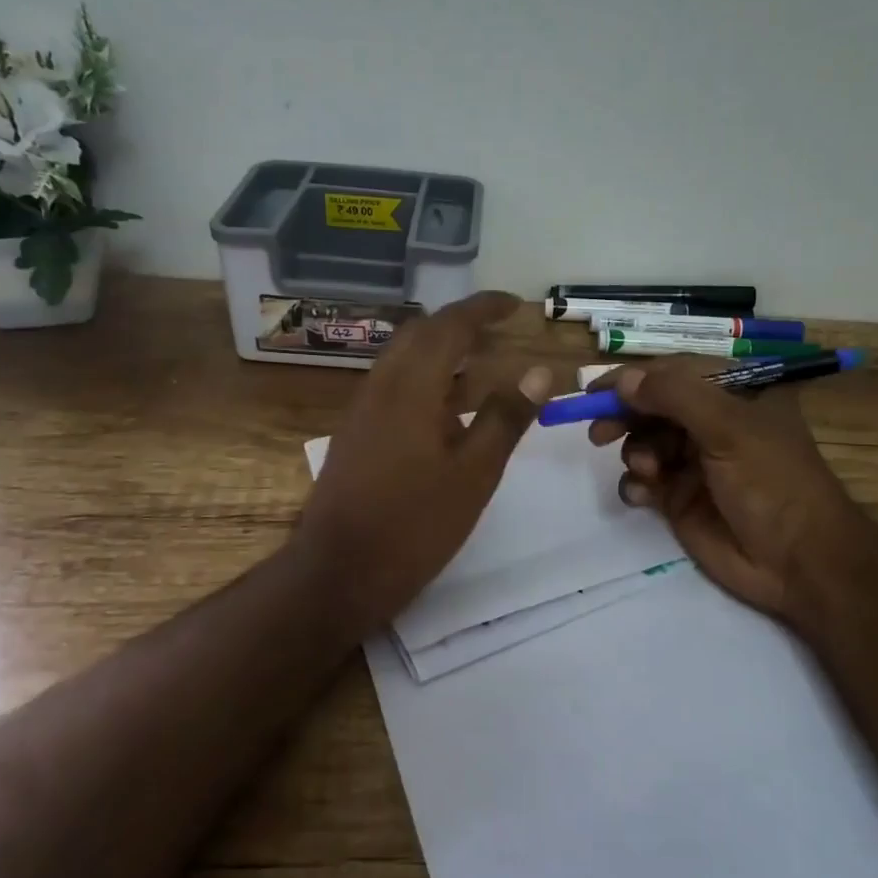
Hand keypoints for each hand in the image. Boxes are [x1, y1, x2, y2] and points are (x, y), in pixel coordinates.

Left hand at [295, 292, 550, 635]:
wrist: (338, 573)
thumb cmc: (414, 525)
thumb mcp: (474, 474)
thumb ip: (506, 418)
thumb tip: (540, 370)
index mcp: (411, 387)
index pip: (450, 325)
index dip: (484, 308)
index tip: (516, 305)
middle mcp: (381, 386)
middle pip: (422, 334)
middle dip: (462, 324)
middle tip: (501, 331)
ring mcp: (363, 410)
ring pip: (405, 360)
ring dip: (444, 352)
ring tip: (484, 366)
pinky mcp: (357, 433)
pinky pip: (395, 386)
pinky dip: (427, 380)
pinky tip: (450, 410)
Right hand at [588, 361, 877, 624]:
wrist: (798, 563)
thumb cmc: (773, 483)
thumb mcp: (729, 428)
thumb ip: (676, 397)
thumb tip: (625, 380)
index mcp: (735, 394)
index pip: (675, 372)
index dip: (634, 378)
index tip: (596, 391)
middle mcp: (713, 423)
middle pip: (653, 407)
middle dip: (626, 416)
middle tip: (599, 432)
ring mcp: (695, 462)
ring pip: (644, 442)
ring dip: (636, 453)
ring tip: (647, 470)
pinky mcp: (680, 499)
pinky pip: (644, 481)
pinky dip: (635, 484)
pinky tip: (641, 496)